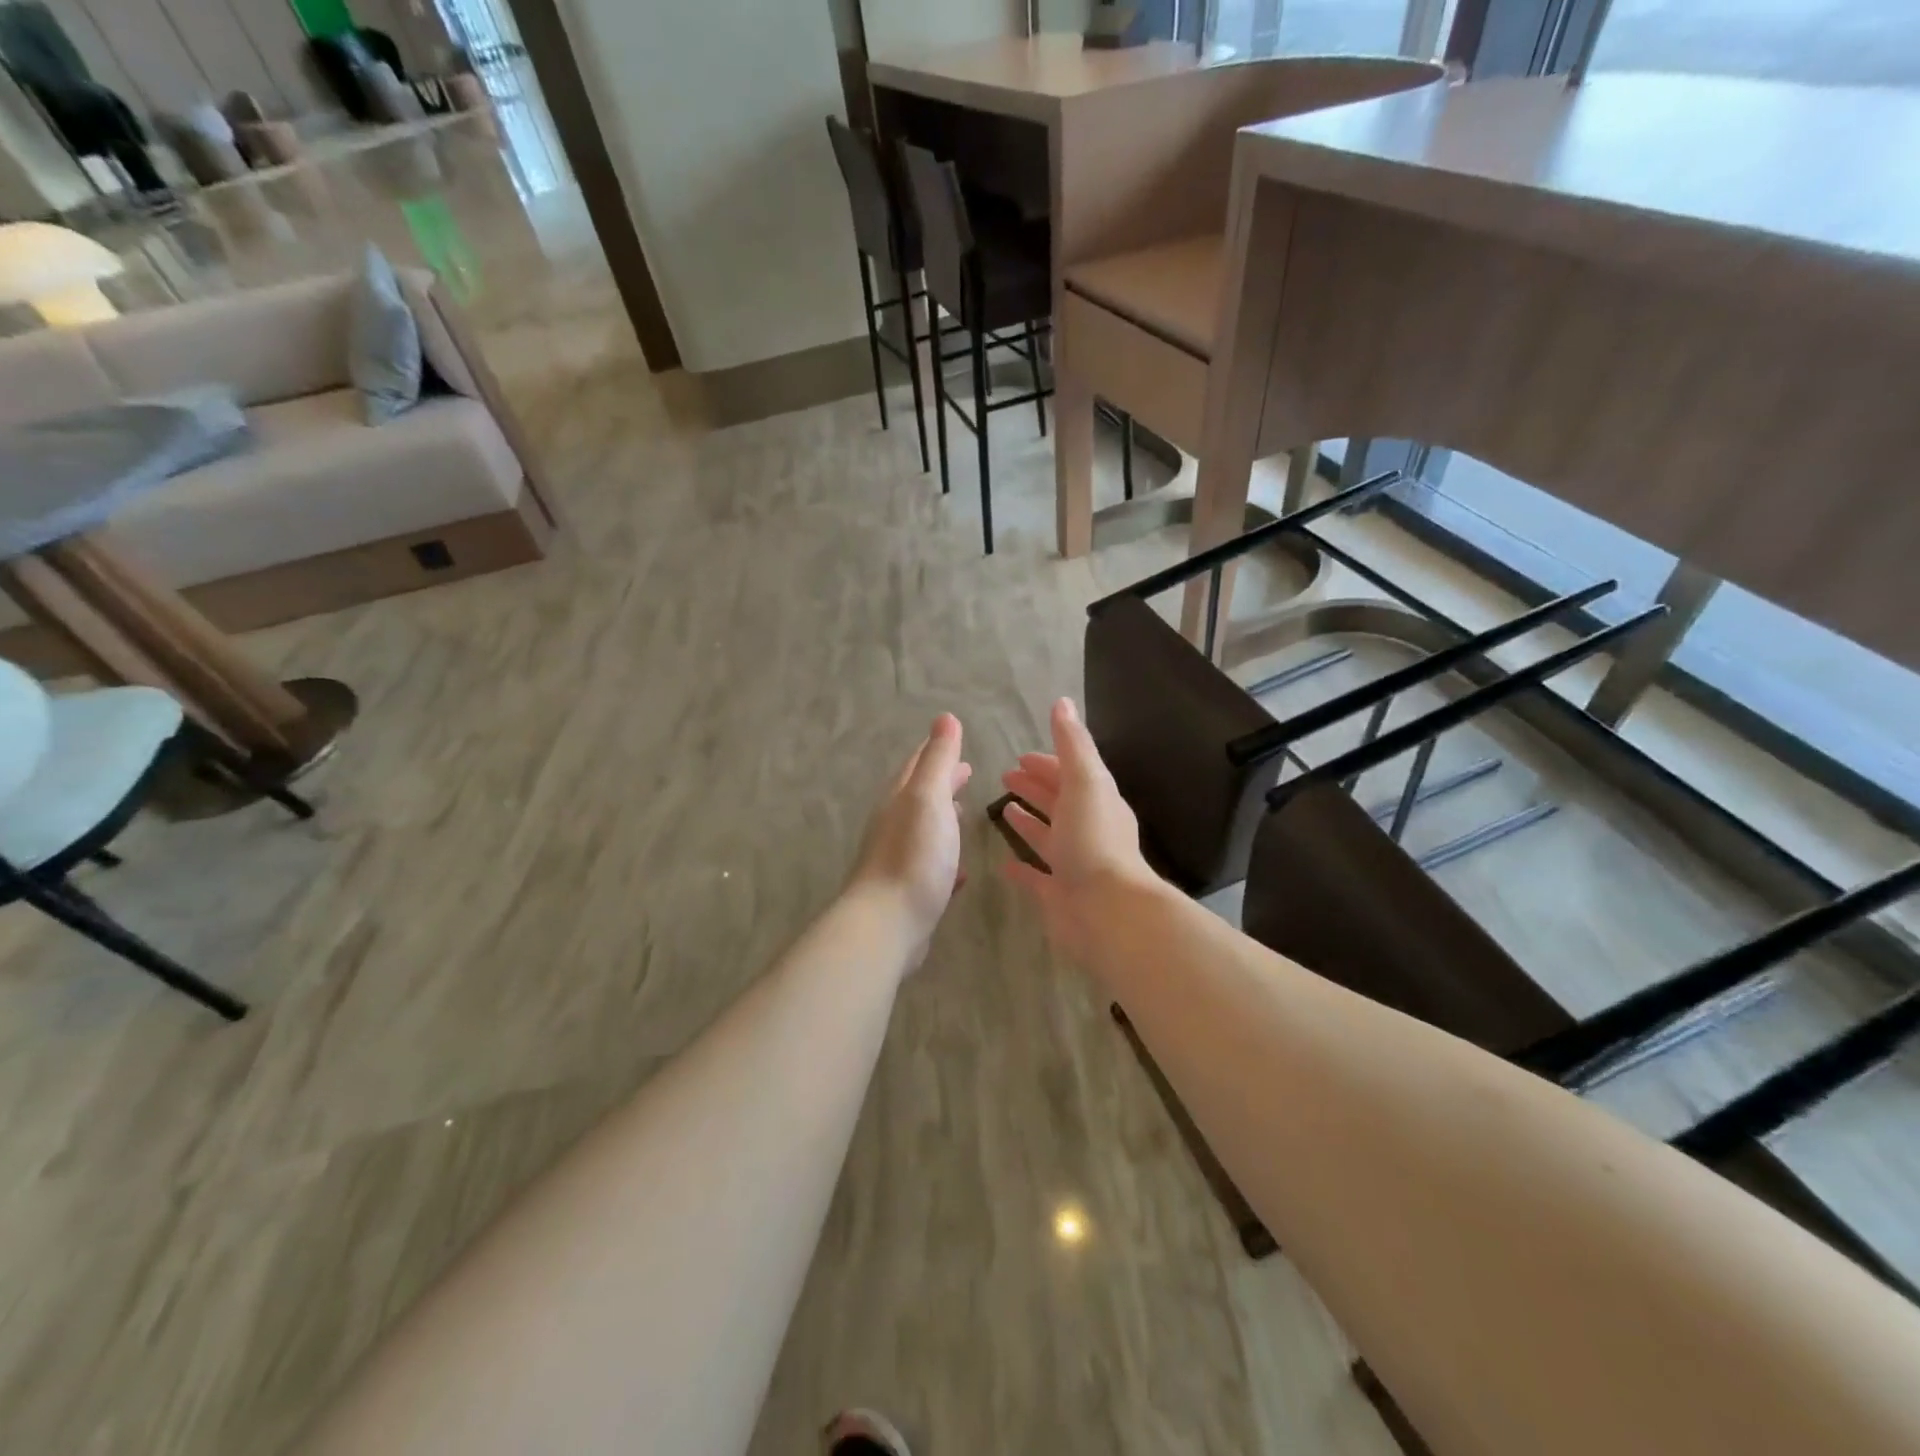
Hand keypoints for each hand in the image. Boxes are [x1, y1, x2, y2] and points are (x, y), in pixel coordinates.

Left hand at [846, 713, 971, 966]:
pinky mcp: (909, 892)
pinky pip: (930, 866)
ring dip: (943, 817)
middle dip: (941, 781)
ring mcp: (899, 859)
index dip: (935, 750)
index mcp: (899, 799)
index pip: (917, 764)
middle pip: (919, 795)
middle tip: (966, 772)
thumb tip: (945, 717)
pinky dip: (946, 859)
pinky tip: (960, 870)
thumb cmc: (913, 855)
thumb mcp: (929, 798)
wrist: (887, 923)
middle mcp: (894, 824)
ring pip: (924, 829)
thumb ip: (937, 759)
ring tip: (964, 813)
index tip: (954, 738)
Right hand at [999, 698, 1160, 963]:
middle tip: (1005, 776)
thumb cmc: (1094, 840)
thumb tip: (1062, 702)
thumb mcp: (1085, 781)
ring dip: (1028, 822)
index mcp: (1096, 801)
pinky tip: (1003, 863)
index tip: (1019, 757)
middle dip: (1034, 787)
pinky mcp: (1058, 895)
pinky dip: (1022, 868)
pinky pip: (1036, 877)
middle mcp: (1086, 830)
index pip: (1069, 775)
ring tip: (1003, 810)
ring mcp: (1073, 864)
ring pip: (1047, 836)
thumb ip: (1072, 744)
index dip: (1046, 764)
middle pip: (1057, 802)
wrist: (1106, 909)